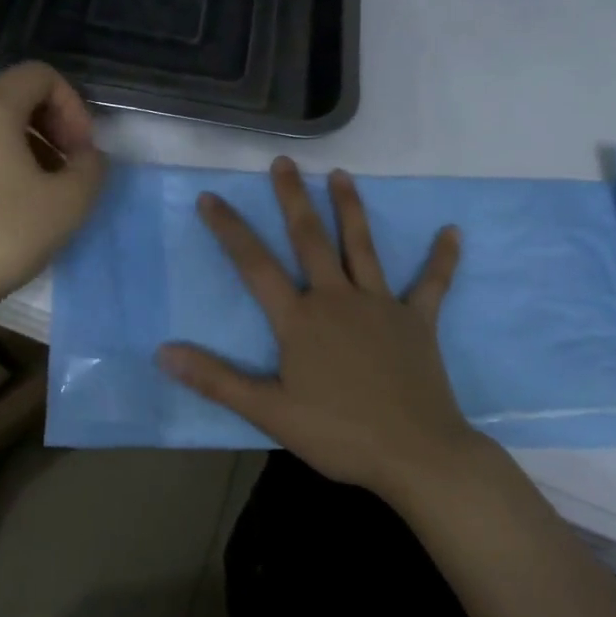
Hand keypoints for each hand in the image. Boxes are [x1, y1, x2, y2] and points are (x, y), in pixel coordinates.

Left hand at [0, 62, 105, 315]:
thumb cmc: (5, 235)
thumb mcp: (70, 202)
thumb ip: (92, 167)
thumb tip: (86, 157)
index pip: (40, 75)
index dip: (72, 105)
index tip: (81, 149)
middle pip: (14, 91)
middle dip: (52, 119)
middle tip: (69, 160)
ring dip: (29, 137)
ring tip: (46, 182)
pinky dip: (1, 152)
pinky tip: (14, 196)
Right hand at [156, 156, 481, 499]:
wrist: (417, 455)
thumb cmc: (340, 434)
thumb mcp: (269, 412)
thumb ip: (216, 379)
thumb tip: (164, 352)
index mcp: (300, 319)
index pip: (254, 265)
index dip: (230, 229)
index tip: (210, 197)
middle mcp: (337, 298)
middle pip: (310, 239)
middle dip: (292, 198)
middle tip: (283, 162)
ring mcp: (380, 305)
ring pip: (362, 246)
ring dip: (350, 207)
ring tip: (340, 174)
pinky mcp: (417, 320)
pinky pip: (431, 284)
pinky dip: (442, 258)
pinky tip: (452, 232)